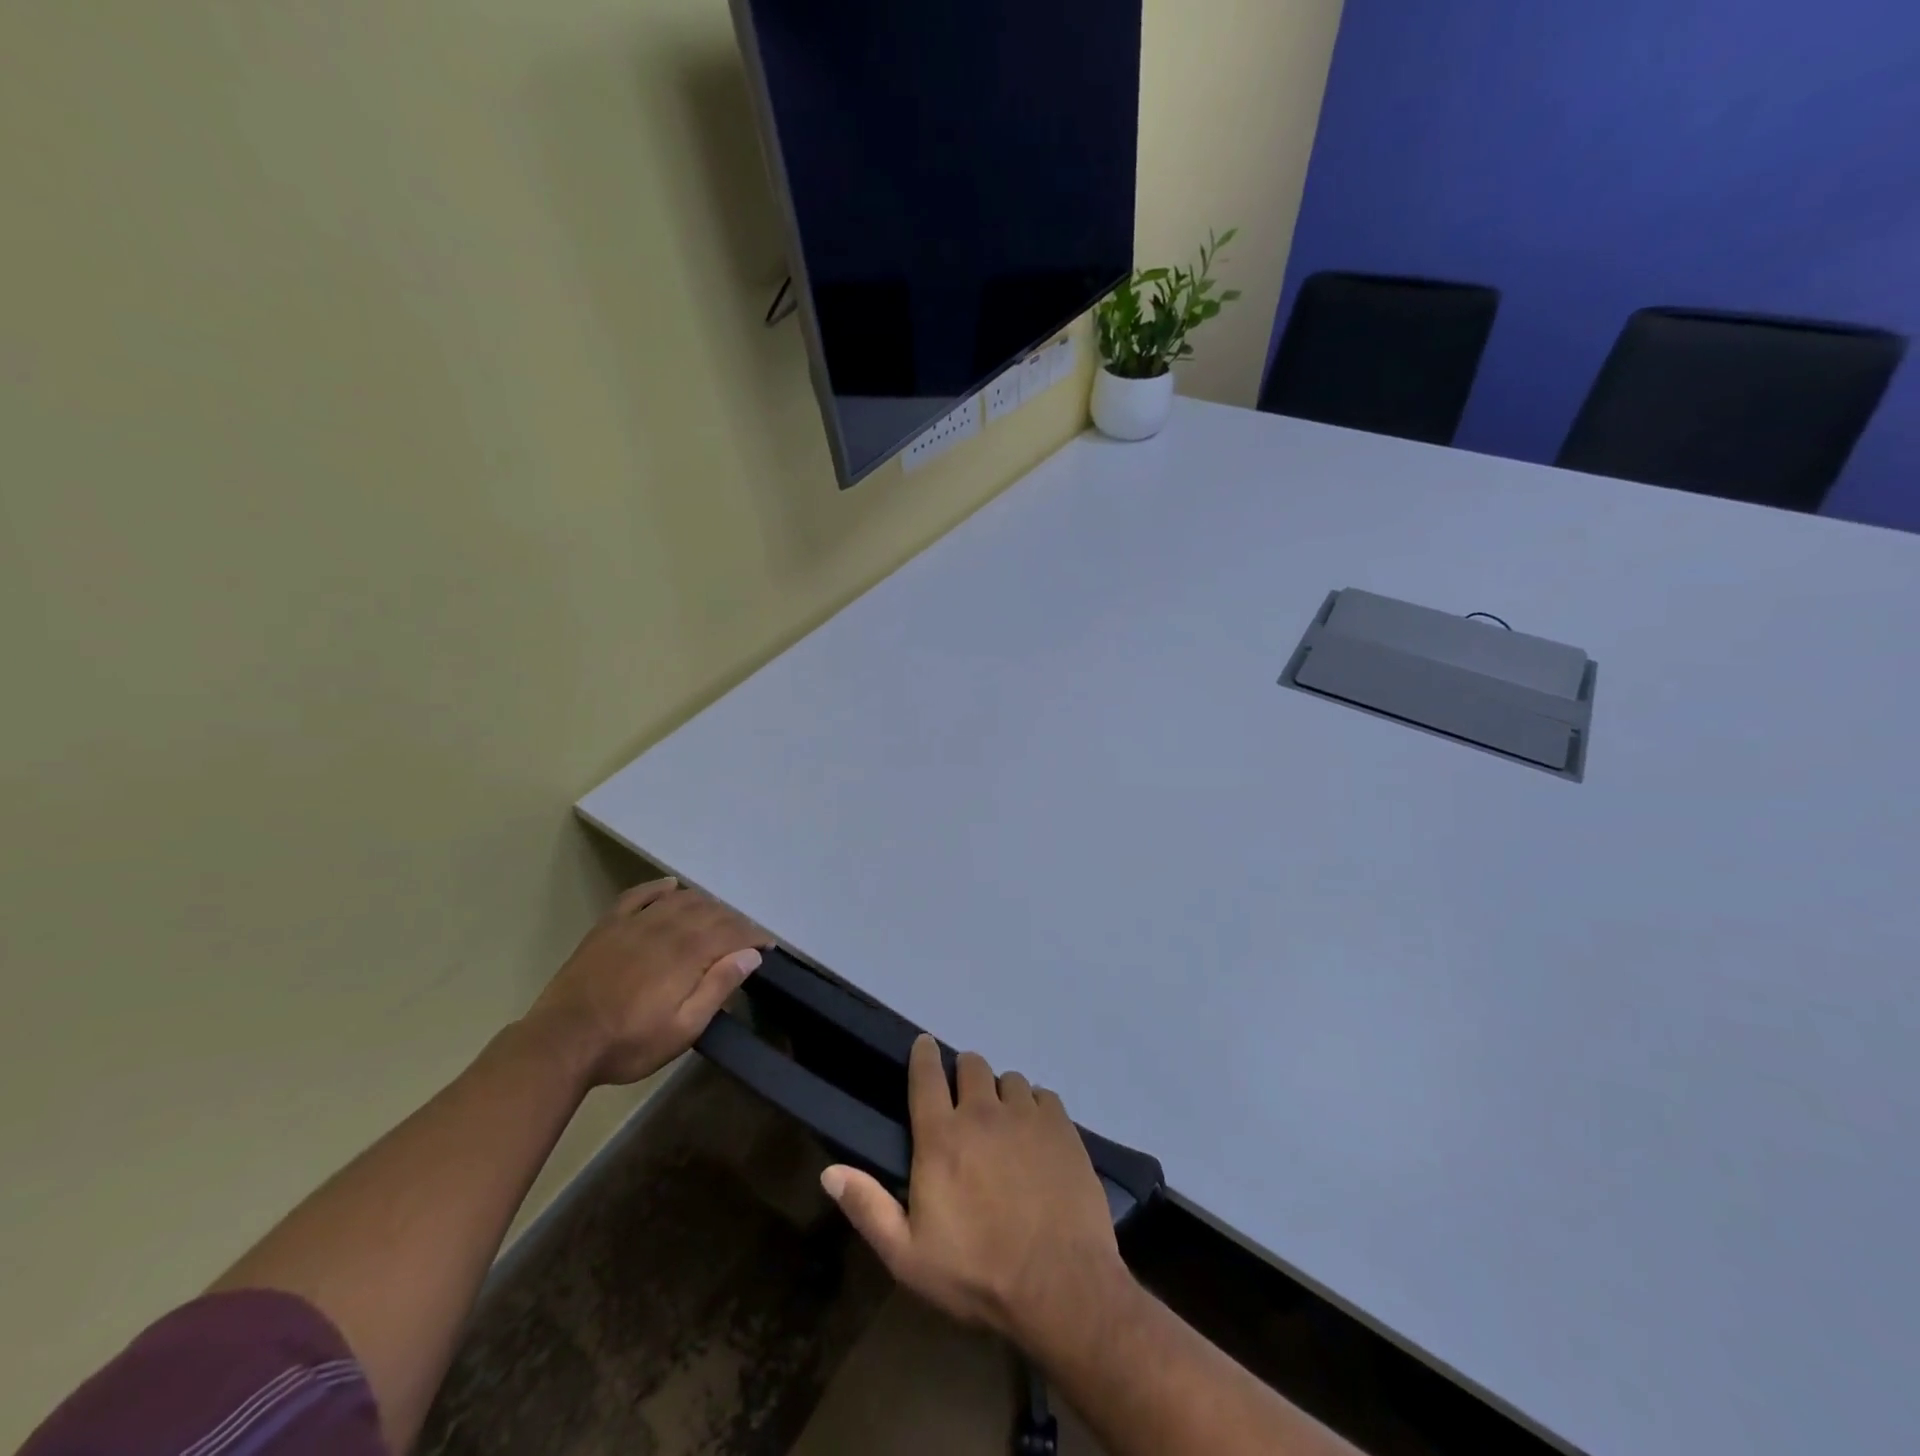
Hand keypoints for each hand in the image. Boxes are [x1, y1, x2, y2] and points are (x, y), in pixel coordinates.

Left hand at [526, 878, 766, 1086]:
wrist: (560, 1044)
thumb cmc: (628, 1043)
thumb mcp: (683, 1029)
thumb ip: (718, 988)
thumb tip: (750, 955)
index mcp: (687, 954)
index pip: (731, 932)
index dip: (753, 935)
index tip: (767, 945)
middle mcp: (665, 928)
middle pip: (710, 912)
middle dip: (733, 921)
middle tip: (744, 937)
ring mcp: (634, 923)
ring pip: (680, 899)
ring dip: (704, 903)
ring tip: (716, 917)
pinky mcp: (608, 926)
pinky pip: (639, 895)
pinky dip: (659, 887)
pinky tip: (671, 886)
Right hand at [821, 1036, 1129, 1348]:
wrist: (1060, 1287)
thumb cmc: (977, 1274)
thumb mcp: (908, 1256)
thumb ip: (868, 1208)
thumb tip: (829, 1172)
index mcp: (941, 1137)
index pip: (926, 1075)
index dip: (923, 1055)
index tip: (924, 1045)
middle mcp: (982, 1112)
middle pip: (971, 1065)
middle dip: (965, 1076)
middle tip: (967, 1104)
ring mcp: (1026, 1115)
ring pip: (1009, 1079)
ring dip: (1001, 1094)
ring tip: (1004, 1124)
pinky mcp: (1062, 1126)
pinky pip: (1043, 1096)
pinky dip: (1035, 1108)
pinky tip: (1037, 1136)